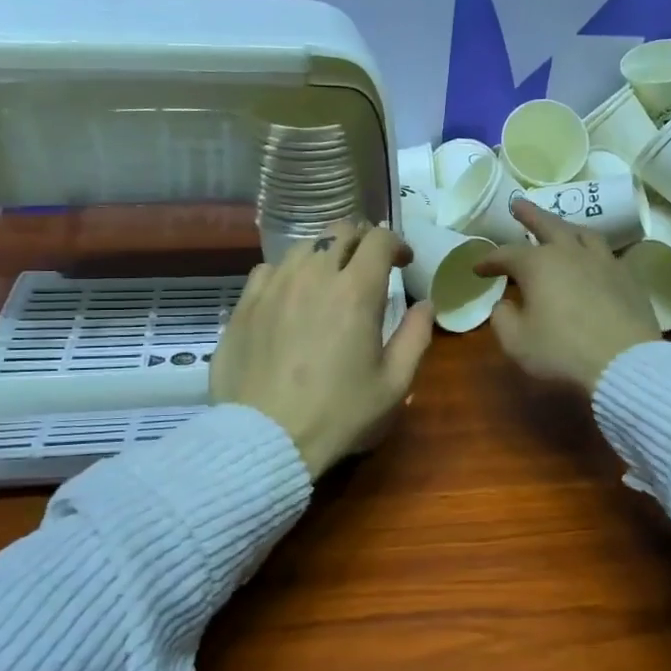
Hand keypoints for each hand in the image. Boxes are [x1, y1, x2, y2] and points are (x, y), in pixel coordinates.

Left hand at [212, 221, 434, 478]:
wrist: (266, 437)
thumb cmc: (339, 414)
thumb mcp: (394, 384)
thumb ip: (416, 336)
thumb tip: (426, 305)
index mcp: (356, 291)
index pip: (379, 240)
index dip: (396, 244)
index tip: (403, 263)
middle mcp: (314, 276)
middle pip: (340, 232)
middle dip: (363, 241)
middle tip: (369, 266)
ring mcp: (274, 286)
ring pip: (303, 246)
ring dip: (325, 254)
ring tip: (330, 279)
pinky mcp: (244, 304)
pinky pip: (268, 269)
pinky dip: (288, 273)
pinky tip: (290, 295)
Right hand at [473, 198, 660, 393]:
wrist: (624, 362)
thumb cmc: (562, 351)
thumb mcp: (516, 342)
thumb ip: (503, 318)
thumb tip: (505, 304)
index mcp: (538, 264)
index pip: (506, 255)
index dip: (489, 261)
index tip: (478, 269)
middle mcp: (571, 253)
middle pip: (548, 225)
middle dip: (530, 214)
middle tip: (518, 204)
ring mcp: (604, 262)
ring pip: (583, 233)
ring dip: (566, 227)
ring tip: (559, 227)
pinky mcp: (628, 277)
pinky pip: (608, 255)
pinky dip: (593, 252)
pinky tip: (594, 259)